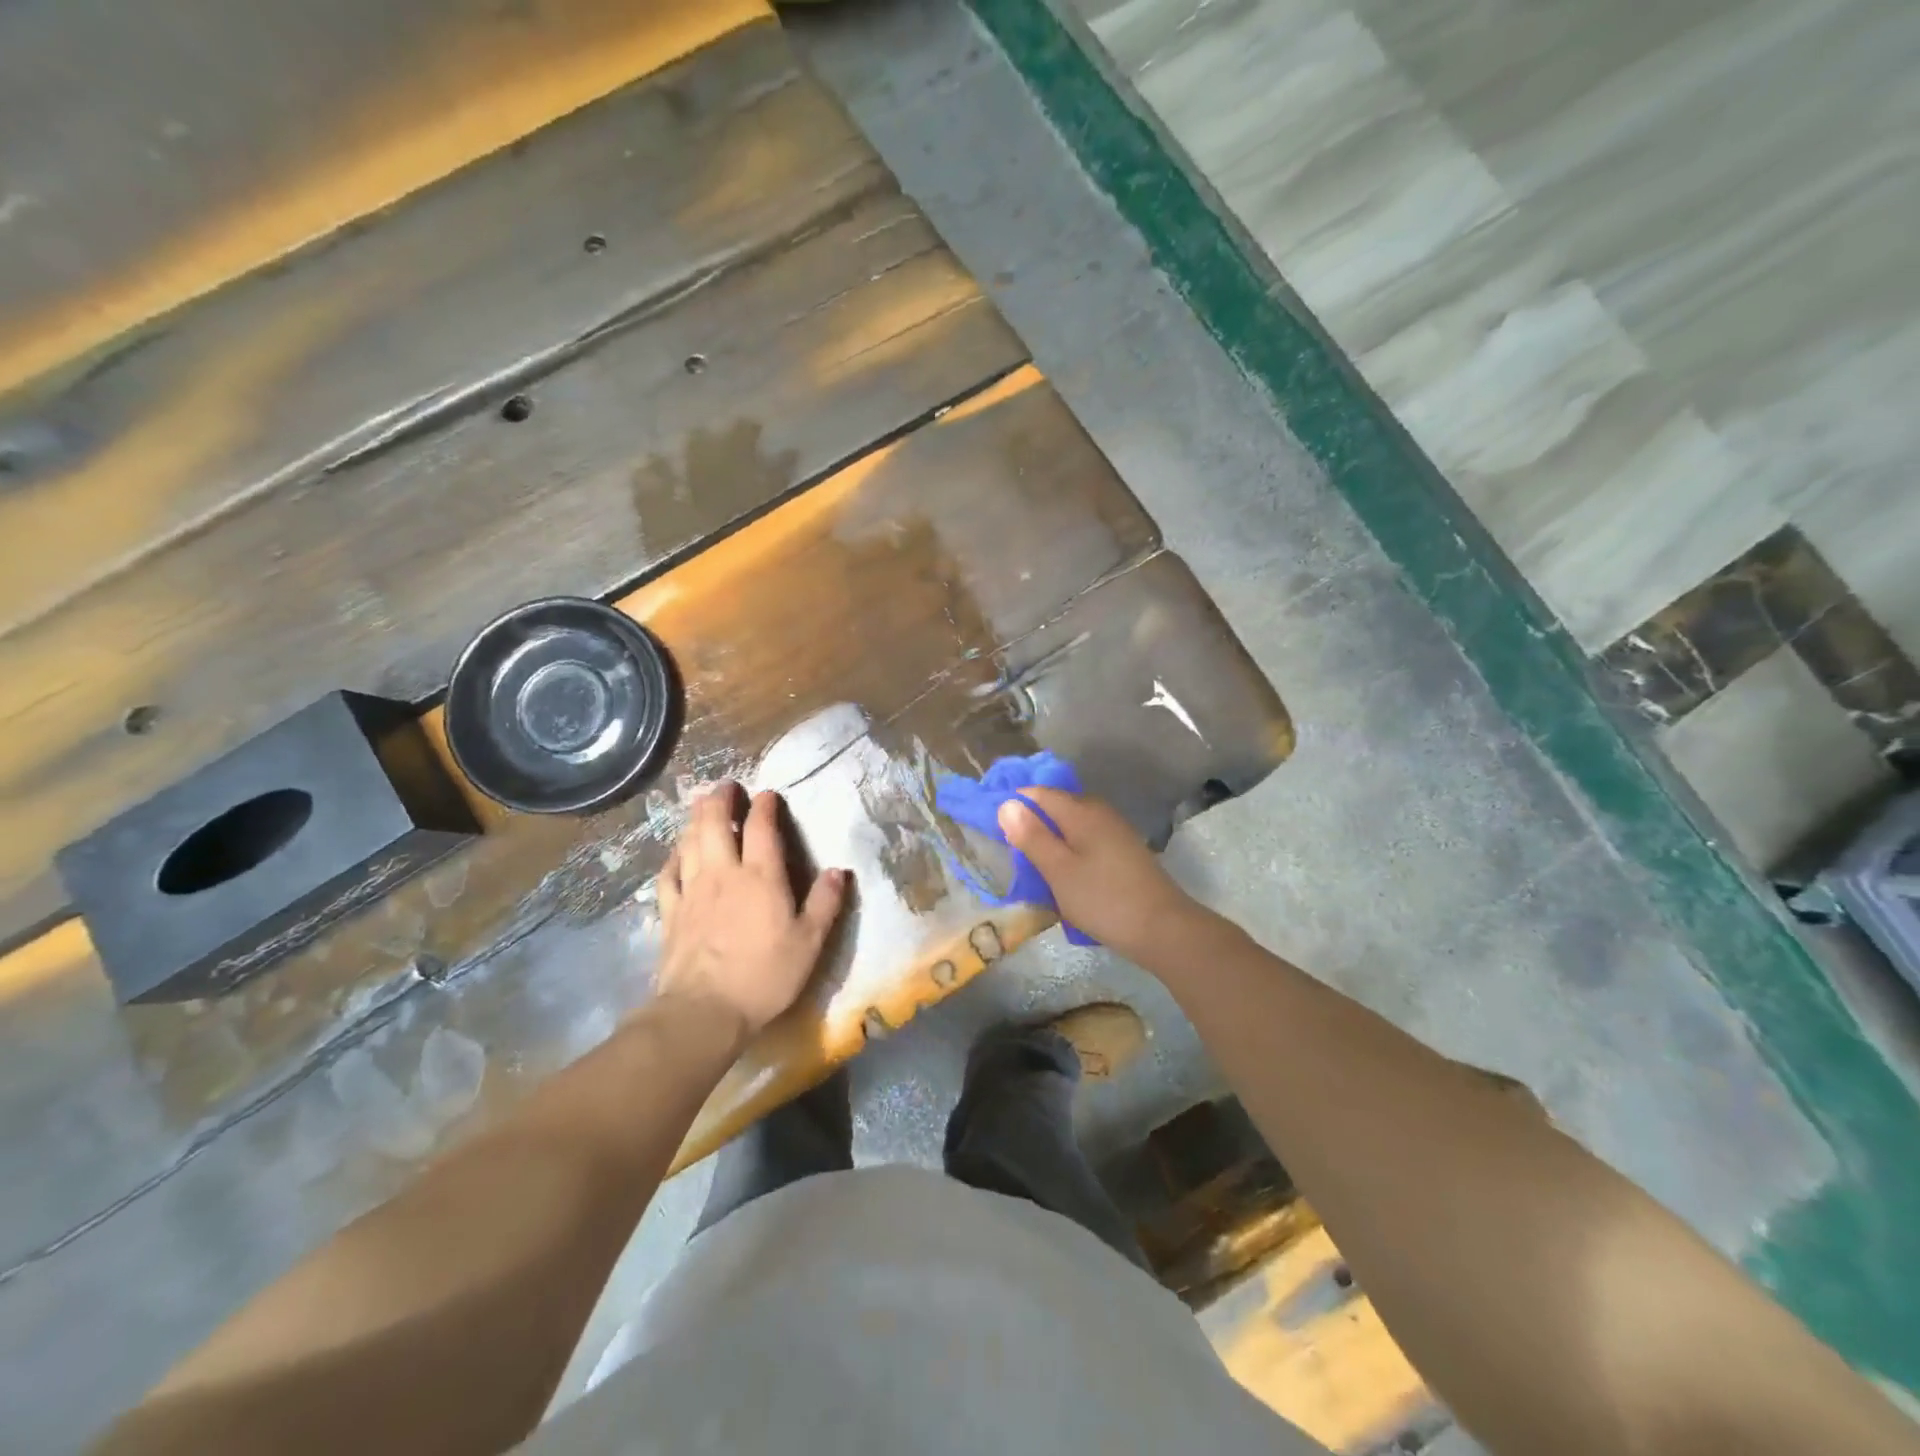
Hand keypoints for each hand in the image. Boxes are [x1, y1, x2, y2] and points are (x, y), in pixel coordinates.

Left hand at [656, 784, 849, 1039]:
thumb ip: (825, 903)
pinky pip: (668, 874)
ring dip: (696, 819)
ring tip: (700, 805)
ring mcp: (693, 891)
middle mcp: (724, 873)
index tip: (767, 794)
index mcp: (761, 876)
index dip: (764, 806)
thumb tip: (839, 870)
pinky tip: (677, 853)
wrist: (704, 1011)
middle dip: (720, 800)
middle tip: (726, 785)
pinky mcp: (671, 912)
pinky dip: (673, 856)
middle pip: (716, 824)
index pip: (762, 828)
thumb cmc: (765, 976)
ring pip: (690, 842)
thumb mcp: (810, 943)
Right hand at [997, 787, 1210, 962]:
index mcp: (1081, 811)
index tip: (992, 825)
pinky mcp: (1124, 852)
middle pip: (1056, 806)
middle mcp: (1099, 812)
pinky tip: (1064, 873)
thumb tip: (1007, 803)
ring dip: (1051, 839)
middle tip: (1009, 848)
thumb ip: (1032, 836)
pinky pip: (1086, 840)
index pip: (1038, 792)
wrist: (1163, 929)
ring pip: (1072, 825)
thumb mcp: (1058, 870)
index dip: (1014, 803)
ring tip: (1032, 864)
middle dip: (1032, 821)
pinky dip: (1070, 850)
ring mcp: (1115, 831)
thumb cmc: (1104, 899)